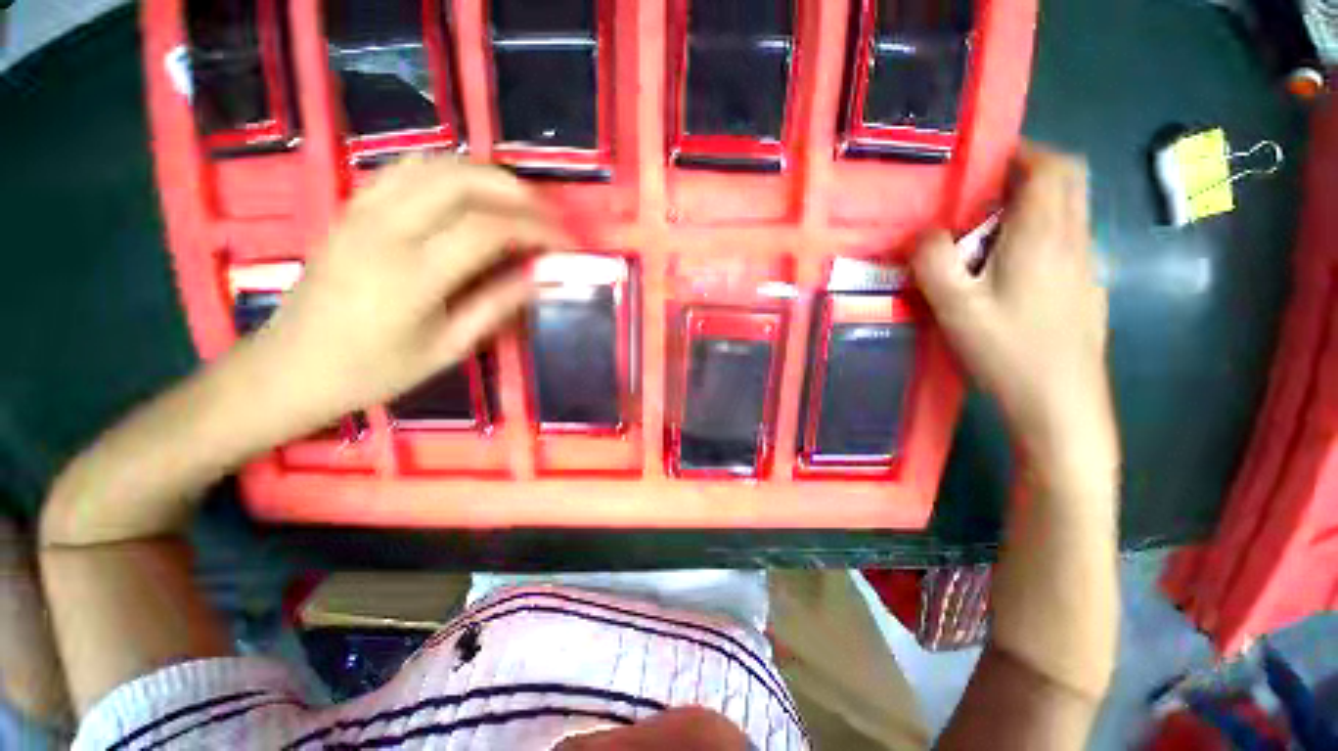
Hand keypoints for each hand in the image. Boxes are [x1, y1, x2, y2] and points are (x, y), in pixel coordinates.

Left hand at [254, 156, 568, 420]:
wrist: (288, 368)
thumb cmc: (372, 372)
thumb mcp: (446, 349)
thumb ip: (497, 306)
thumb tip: (542, 278)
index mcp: (412, 275)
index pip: (488, 229)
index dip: (536, 230)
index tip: (566, 244)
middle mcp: (385, 229)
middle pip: (463, 181)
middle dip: (517, 193)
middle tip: (548, 218)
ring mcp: (362, 210)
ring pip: (435, 166)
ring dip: (486, 177)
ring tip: (518, 203)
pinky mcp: (352, 207)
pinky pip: (406, 170)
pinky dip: (449, 172)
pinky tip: (469, 195)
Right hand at [914, 145, 1115, 475]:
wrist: (1061, 404)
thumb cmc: (1007, 350)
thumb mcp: (955, 307)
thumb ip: (933, 262)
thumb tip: (923, 232)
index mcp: (1043, 237)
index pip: (1051, 168)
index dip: (1024, 152)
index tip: (987, 159)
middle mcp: (1073, 241)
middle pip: (1068, 183)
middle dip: (1031, 172)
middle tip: (984, 192)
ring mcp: (1085, 267)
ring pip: (1069, 212)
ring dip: (1033, 205)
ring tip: (985, 232)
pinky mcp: (1085, 290)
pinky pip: (1065, 242)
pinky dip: (1040, 235)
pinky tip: (1008, 271)